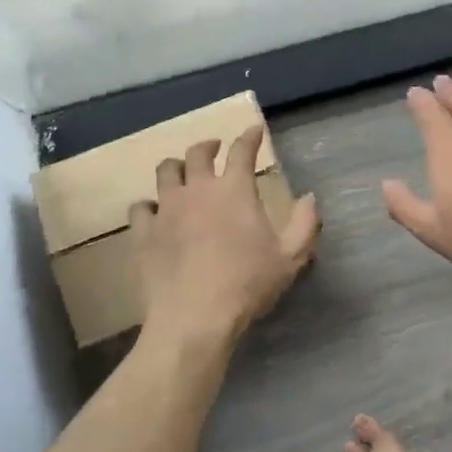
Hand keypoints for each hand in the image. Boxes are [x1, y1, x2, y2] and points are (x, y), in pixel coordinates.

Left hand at [134, 127, 320, 348]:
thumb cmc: (247, 284)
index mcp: (235, 190)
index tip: (254, 131)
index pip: (242, 150)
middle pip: (198, 153)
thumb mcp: (290, 257)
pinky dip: (148, 206)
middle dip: (208, 146)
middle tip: (214, 149)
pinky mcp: (144, 233)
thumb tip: (310, 197)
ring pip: (165, 172)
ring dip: (176, 167)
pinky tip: (154, 213)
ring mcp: (167, 209)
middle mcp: (198, 189)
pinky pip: (141, 208)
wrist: (194, 319)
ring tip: (182, 173)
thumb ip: (305, 224)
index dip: (250, 137)